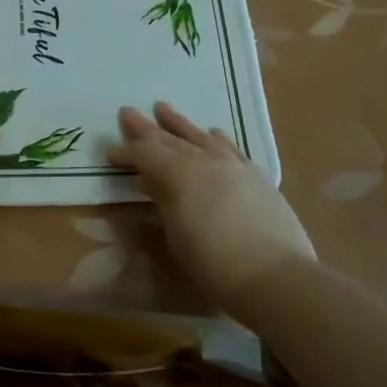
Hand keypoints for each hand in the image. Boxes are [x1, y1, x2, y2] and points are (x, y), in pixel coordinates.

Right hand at [109, 101, 317, 312]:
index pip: (144, 154)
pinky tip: (212, 132)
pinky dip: (215, 137)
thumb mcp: (176, 236)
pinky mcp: (256, 176)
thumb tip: (150, 180)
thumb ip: (162, 201)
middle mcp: (205, 160)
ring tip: (163, 108)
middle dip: (146, 128)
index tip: (109, 152)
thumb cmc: (214, 265)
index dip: (125, 152)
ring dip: (179, 124)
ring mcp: (234, 165)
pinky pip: (230, 147)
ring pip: (200, 136)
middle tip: (127, 112)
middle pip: (169, 139)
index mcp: (178, 174)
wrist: (277, 278)